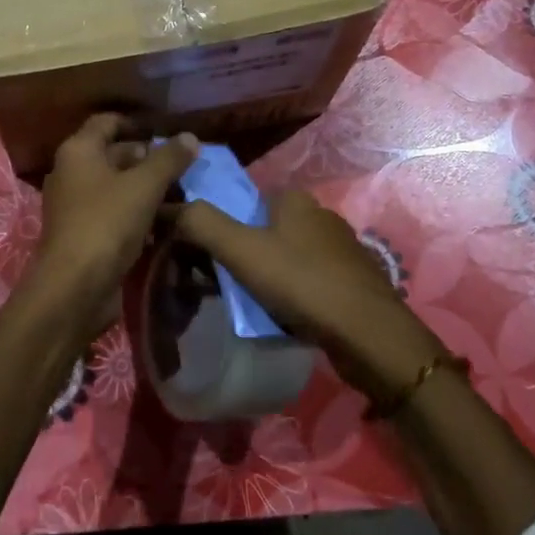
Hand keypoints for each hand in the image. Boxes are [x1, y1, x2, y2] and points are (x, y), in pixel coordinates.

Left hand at [28, 116, 198, 337]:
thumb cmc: (107, 223)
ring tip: (180, 192)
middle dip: (146, 158)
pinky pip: (113, 212)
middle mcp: (71, 172)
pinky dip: (135, 212)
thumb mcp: (144, 186)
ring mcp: (75, 205)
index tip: (167, 134)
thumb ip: (169, 159)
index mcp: (78, 151)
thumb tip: (190, 136)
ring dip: (144, 188)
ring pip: (115, 186)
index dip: (136, 123)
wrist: (74, 287)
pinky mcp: (83, 234)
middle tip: (182, 167)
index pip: (107, 122)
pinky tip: (163, 221)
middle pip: (112, 154)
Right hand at [174, 190, 447, 401]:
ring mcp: (340, 248)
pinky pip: (306, 280)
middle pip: (262, 230)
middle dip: (240, 255)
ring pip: (285, 257)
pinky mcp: (352, 280)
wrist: (370, 335)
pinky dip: (290, 293)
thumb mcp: (241, 250)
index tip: (200, 256)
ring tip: (248, 306)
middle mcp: (319, 214)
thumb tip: (163, 206)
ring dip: (264, 277)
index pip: (242, 202)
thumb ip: (200, 223)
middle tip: (219, 286)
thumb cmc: (302, 283)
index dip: (218, 226)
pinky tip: (282, 316)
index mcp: (293, 199)